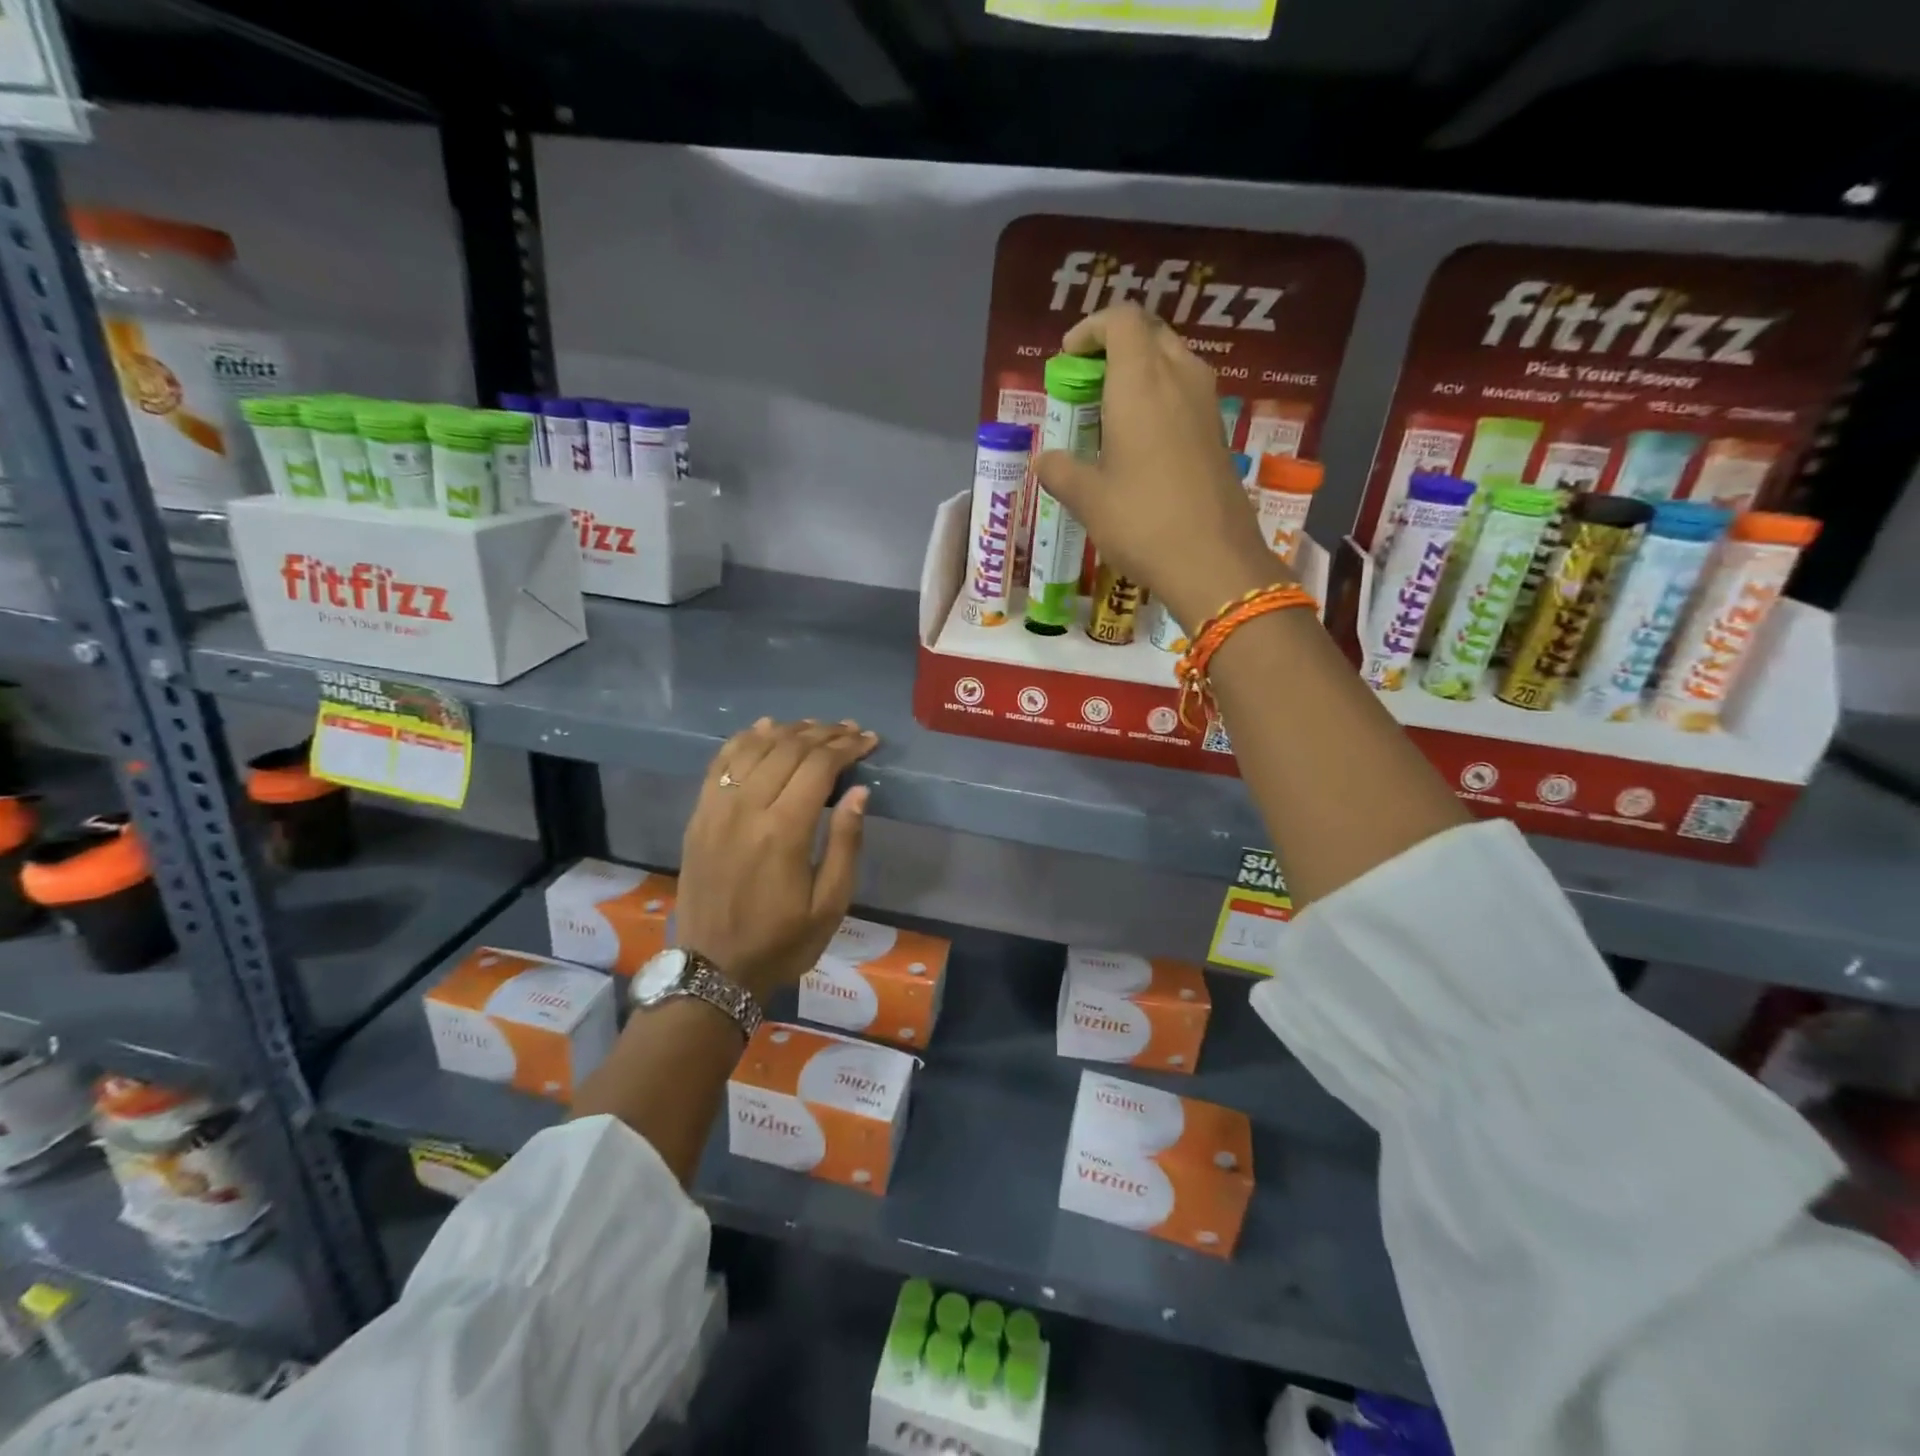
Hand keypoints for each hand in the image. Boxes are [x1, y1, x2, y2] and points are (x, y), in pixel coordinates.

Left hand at [675, 718, 876, 1001]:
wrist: (714, 970)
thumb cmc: (782, 942)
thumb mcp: (830, 904)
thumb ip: (846, 843)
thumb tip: (860, 791)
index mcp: (783, 832)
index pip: (818, 767)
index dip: (847, 747)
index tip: (869, 740)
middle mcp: (746, 809)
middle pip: (788, 749)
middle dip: (824, 734)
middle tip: (850, 731)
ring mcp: (716, 809)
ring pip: (754, 748)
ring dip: (788, 730)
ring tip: (816, 728)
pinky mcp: (698, 815)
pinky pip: (720, 762)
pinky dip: (744, 739)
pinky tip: (765, 728)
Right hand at [1036, 303, 1287, 631]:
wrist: (1213, 562)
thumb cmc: (1142, 523)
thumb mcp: (1088, 500)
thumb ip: (1060, 471)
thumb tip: (1044, 461)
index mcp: (1141, 383)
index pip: (1122, 320)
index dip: (1091, 329)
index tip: (1068, 360)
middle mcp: (1179, 379)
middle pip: (1150, 334)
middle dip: (1115, 347)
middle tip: (1087, 384)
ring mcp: (1206, 405)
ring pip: (1173, 361)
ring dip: (1141, 373)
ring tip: (1111, 413)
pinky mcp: (1218, 434)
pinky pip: (1186, 394)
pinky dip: (1161, 399)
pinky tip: (1141, 443)